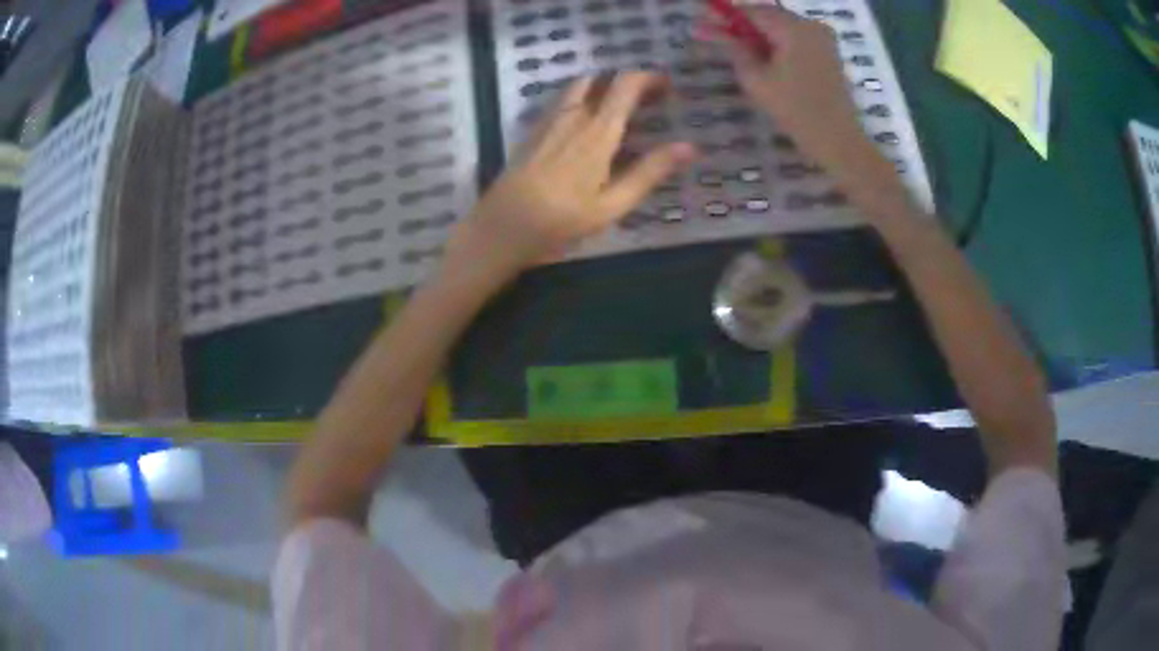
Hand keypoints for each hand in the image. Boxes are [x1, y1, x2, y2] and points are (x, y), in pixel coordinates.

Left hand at [443, 72, 697, 282]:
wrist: (501, 229)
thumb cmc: (561, 221)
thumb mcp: (612, 204)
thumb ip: (650, 172)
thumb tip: (690, 147)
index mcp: (597, 132)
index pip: (625, 86)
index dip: (648, 78)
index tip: (667, 86)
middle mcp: (572, 117)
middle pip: (601, 80)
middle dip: (626, 82)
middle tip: (645, 99)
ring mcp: (547, 122)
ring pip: (577, 88)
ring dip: (600, 87)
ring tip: (616, 107)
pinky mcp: (531, 132)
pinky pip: (559, 102)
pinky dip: (579, 99)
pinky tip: (582, 121)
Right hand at [698, 6, 904, 216]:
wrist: (838, 140)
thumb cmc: (796, 110)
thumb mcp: (756, 79)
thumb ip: (736, 50)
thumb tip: (720, 33)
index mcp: (793, 28)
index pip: (752, 11)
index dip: (725, 15)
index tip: (702, 21)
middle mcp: (811, 25)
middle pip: (768, 16)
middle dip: (741, 24)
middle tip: (714, 34)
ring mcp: (823, 39)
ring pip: (782, 27)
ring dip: (758, 34)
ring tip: (735, 48)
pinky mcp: (829, 53)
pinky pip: (796, 39)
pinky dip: (776, 43)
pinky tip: (762, 56)